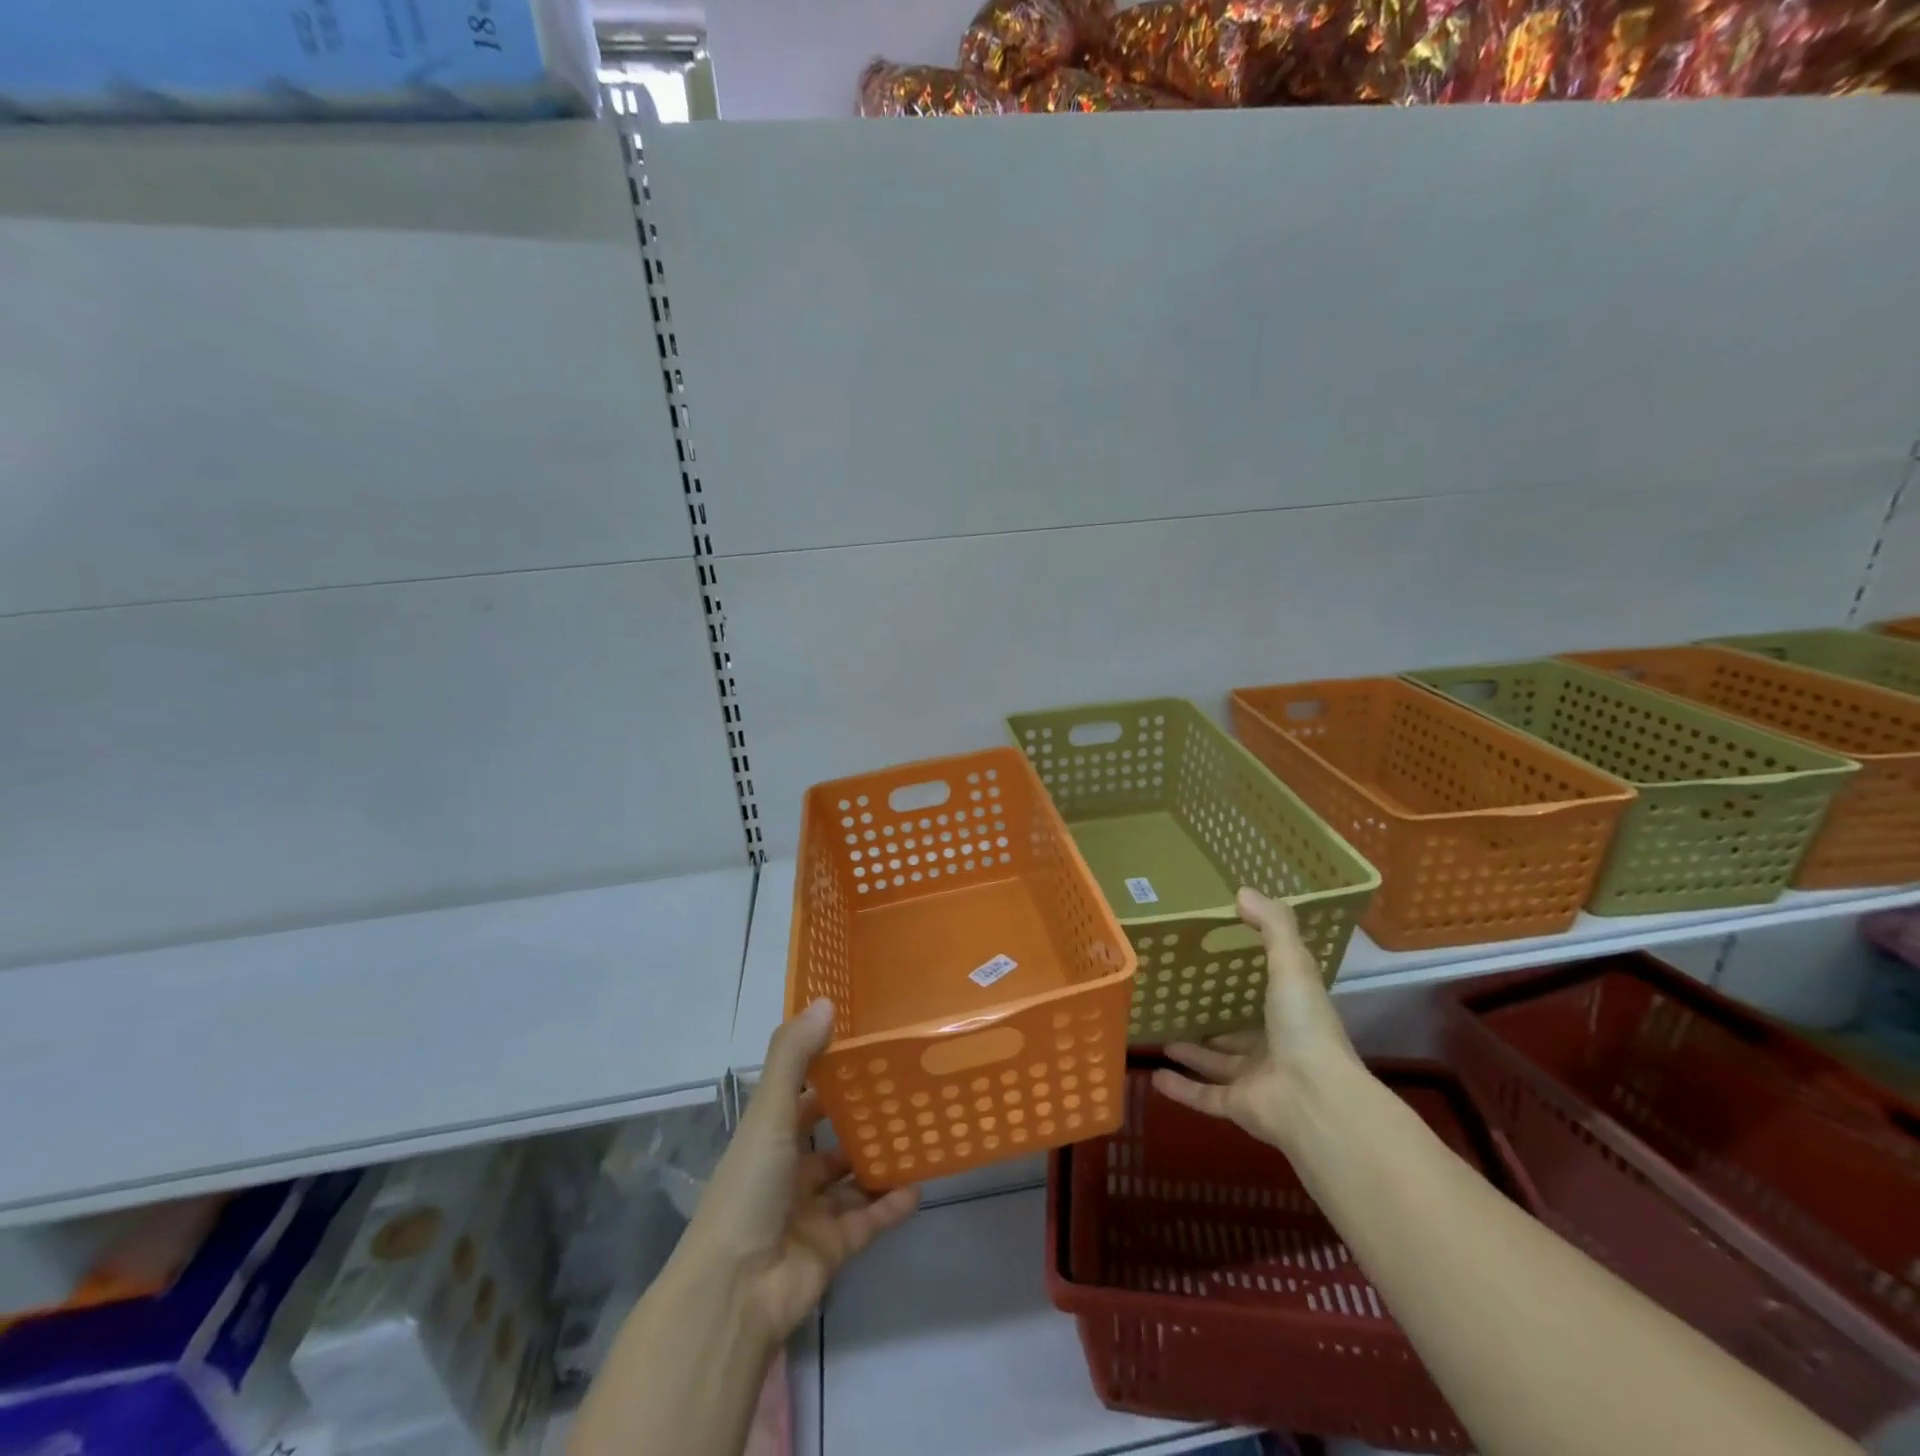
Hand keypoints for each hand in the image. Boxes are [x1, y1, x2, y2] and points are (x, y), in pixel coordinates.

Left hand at [676, 999, 918, 1344]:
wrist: (736, 1292)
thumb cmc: (750, 1189)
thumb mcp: (768, 1114)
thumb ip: (794, 1057)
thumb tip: (825, 1000)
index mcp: (767, 1138)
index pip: (800, 1095)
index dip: (827, 1071)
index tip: (865, 1046)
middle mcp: (788, 1172)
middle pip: (829, 1138)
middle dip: (861, 1116)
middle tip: (905, 1087)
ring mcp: (811, 1213)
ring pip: (852, 1178)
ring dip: (879, 1159)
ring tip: (919, 1129)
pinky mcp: (833, 1249)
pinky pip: (869, 1220)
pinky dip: (892, 1205)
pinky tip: (920, 1183)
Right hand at [1151, 887, 1366, 1153]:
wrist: (1315, 1100)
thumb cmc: (1304, 1027)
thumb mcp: (1292, 965)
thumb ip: (1272, 926)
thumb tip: (1242, 891)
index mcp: (1293, 1013)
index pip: (1271, 992)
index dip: (1249, 976)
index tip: (1219, 958)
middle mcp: (1277, 1046)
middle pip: (1242, 1033)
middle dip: (1216, 1021)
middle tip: (1183, 1002)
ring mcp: (1258, 1080)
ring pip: (1220, 1065)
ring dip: (1194, 1053)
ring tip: (1163, 1037)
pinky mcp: (1239, 1106)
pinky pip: (1205, 1096)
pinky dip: (1181, 1089)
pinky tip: (1154, 1076)